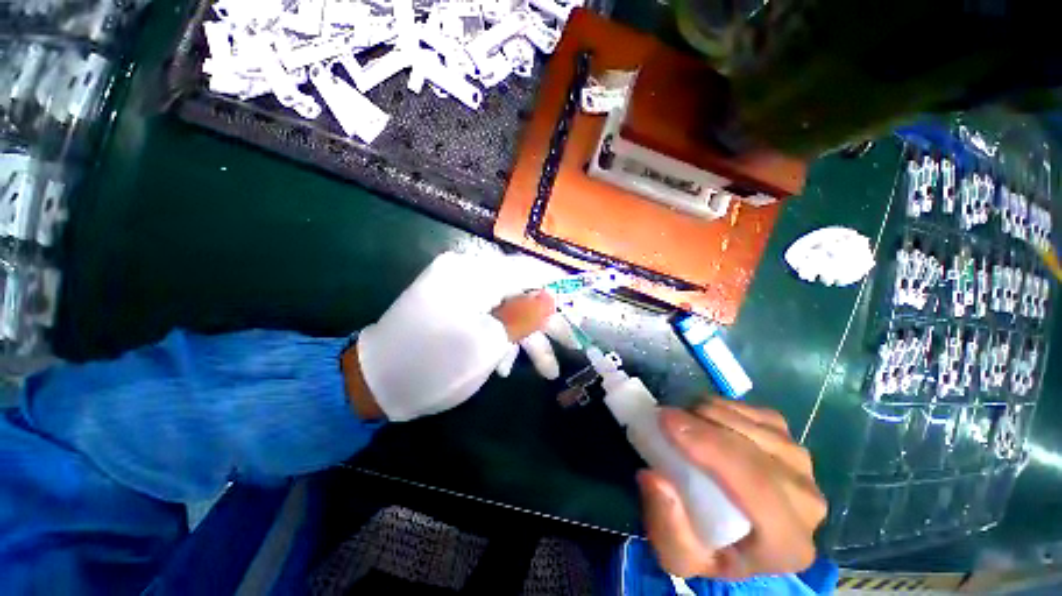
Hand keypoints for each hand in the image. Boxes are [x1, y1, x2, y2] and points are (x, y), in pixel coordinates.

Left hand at [351, 251, 575, 421]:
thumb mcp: (488, 343)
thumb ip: (525, 316)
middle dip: (546, 323)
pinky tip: (505, 366)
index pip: (529, 270)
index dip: (559, 285)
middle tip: (571, 346)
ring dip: (526, 338)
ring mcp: (458, 290)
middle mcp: (467, 273)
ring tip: (546, 371)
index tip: (582, 300)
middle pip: (521, 292)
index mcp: (474, 274)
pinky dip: (501, 338)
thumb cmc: (435, 365)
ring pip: (506, 309)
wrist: (374, 384)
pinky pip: (487, 316)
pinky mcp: (452, 306)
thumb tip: (553, 297)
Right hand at [637, 400, 826, 578]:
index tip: (666, 422)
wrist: (740, 540)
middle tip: (665, 414)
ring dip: (713, 413)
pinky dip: (726, 408)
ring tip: (682, 418)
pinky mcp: (793, 442)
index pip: (757, 487)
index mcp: (787, 544)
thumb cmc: (709, 548)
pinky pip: (759, 414)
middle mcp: (807, 503)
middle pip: (758, 450)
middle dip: (705, 424)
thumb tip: (653, 477)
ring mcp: (803, 467)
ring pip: (759, 426)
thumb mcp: (677, 555)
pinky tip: (705, 416)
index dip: (711, 447)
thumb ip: (666, 526)